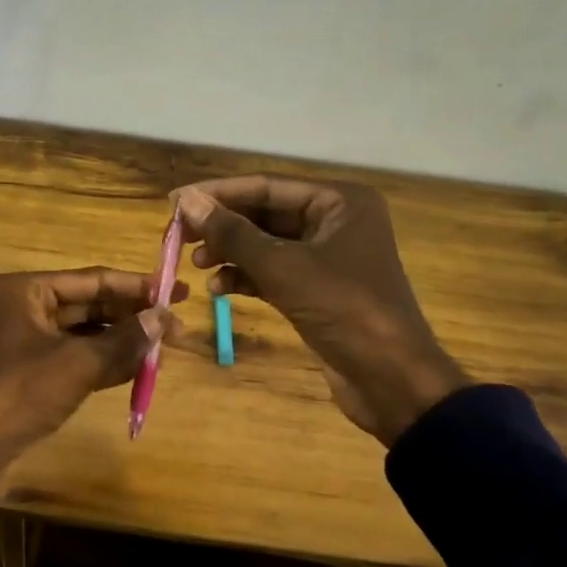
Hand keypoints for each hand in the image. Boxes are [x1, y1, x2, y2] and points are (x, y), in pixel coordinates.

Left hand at [0, 267, 186, 516]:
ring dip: (121, 341)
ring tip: (164, 346)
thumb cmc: (20, 394)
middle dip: (132, 316)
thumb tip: (164, 318)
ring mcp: (24, 342)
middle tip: (176, 324)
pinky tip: (137, 369)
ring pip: (83, 334)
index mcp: (27, 290)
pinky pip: (73, 358)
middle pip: (89, 305)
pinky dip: (103, 362)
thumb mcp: (78, 364)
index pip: (93, 279)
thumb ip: (124, 339)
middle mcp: (23, 308)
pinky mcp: (27, 374)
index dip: (137, 286)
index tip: (175, 290)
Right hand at [172, 176, 468, 443]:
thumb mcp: (284, 268)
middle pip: (264, 213)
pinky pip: (273, 272)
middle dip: (222, 226)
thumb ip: (233, 233)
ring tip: (196, 265)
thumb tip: (186, 201)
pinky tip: (218, 289)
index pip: (267, 186)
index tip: (174, 202)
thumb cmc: (344, 309)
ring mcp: (327, 257)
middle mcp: (335, 221)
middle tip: (178, 238)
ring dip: (230, 253)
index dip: (218, 193)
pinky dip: (245, 277)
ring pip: (266, 245)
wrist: (392, 380)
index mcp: (339, 201)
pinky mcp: (318, 290)